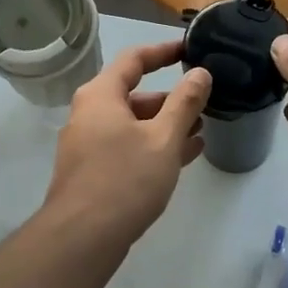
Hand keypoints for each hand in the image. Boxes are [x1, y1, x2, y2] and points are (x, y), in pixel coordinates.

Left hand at [42, 40, 211, 251]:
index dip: (163, 51)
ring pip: (133, 124)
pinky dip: (153, 146)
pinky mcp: (93, 171)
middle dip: (171, 98)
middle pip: (134, 94)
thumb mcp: (163, 139)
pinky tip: (185, 156)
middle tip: (205, 102)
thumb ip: (185, 102)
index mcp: (101, 95)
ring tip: (202, 130)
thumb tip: (200, 73)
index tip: (190, 49)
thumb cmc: (125, 179)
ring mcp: (88, 144)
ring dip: (166, 125)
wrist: (82, 238)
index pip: (134, 59)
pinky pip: (128, 147)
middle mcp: (89, 114)